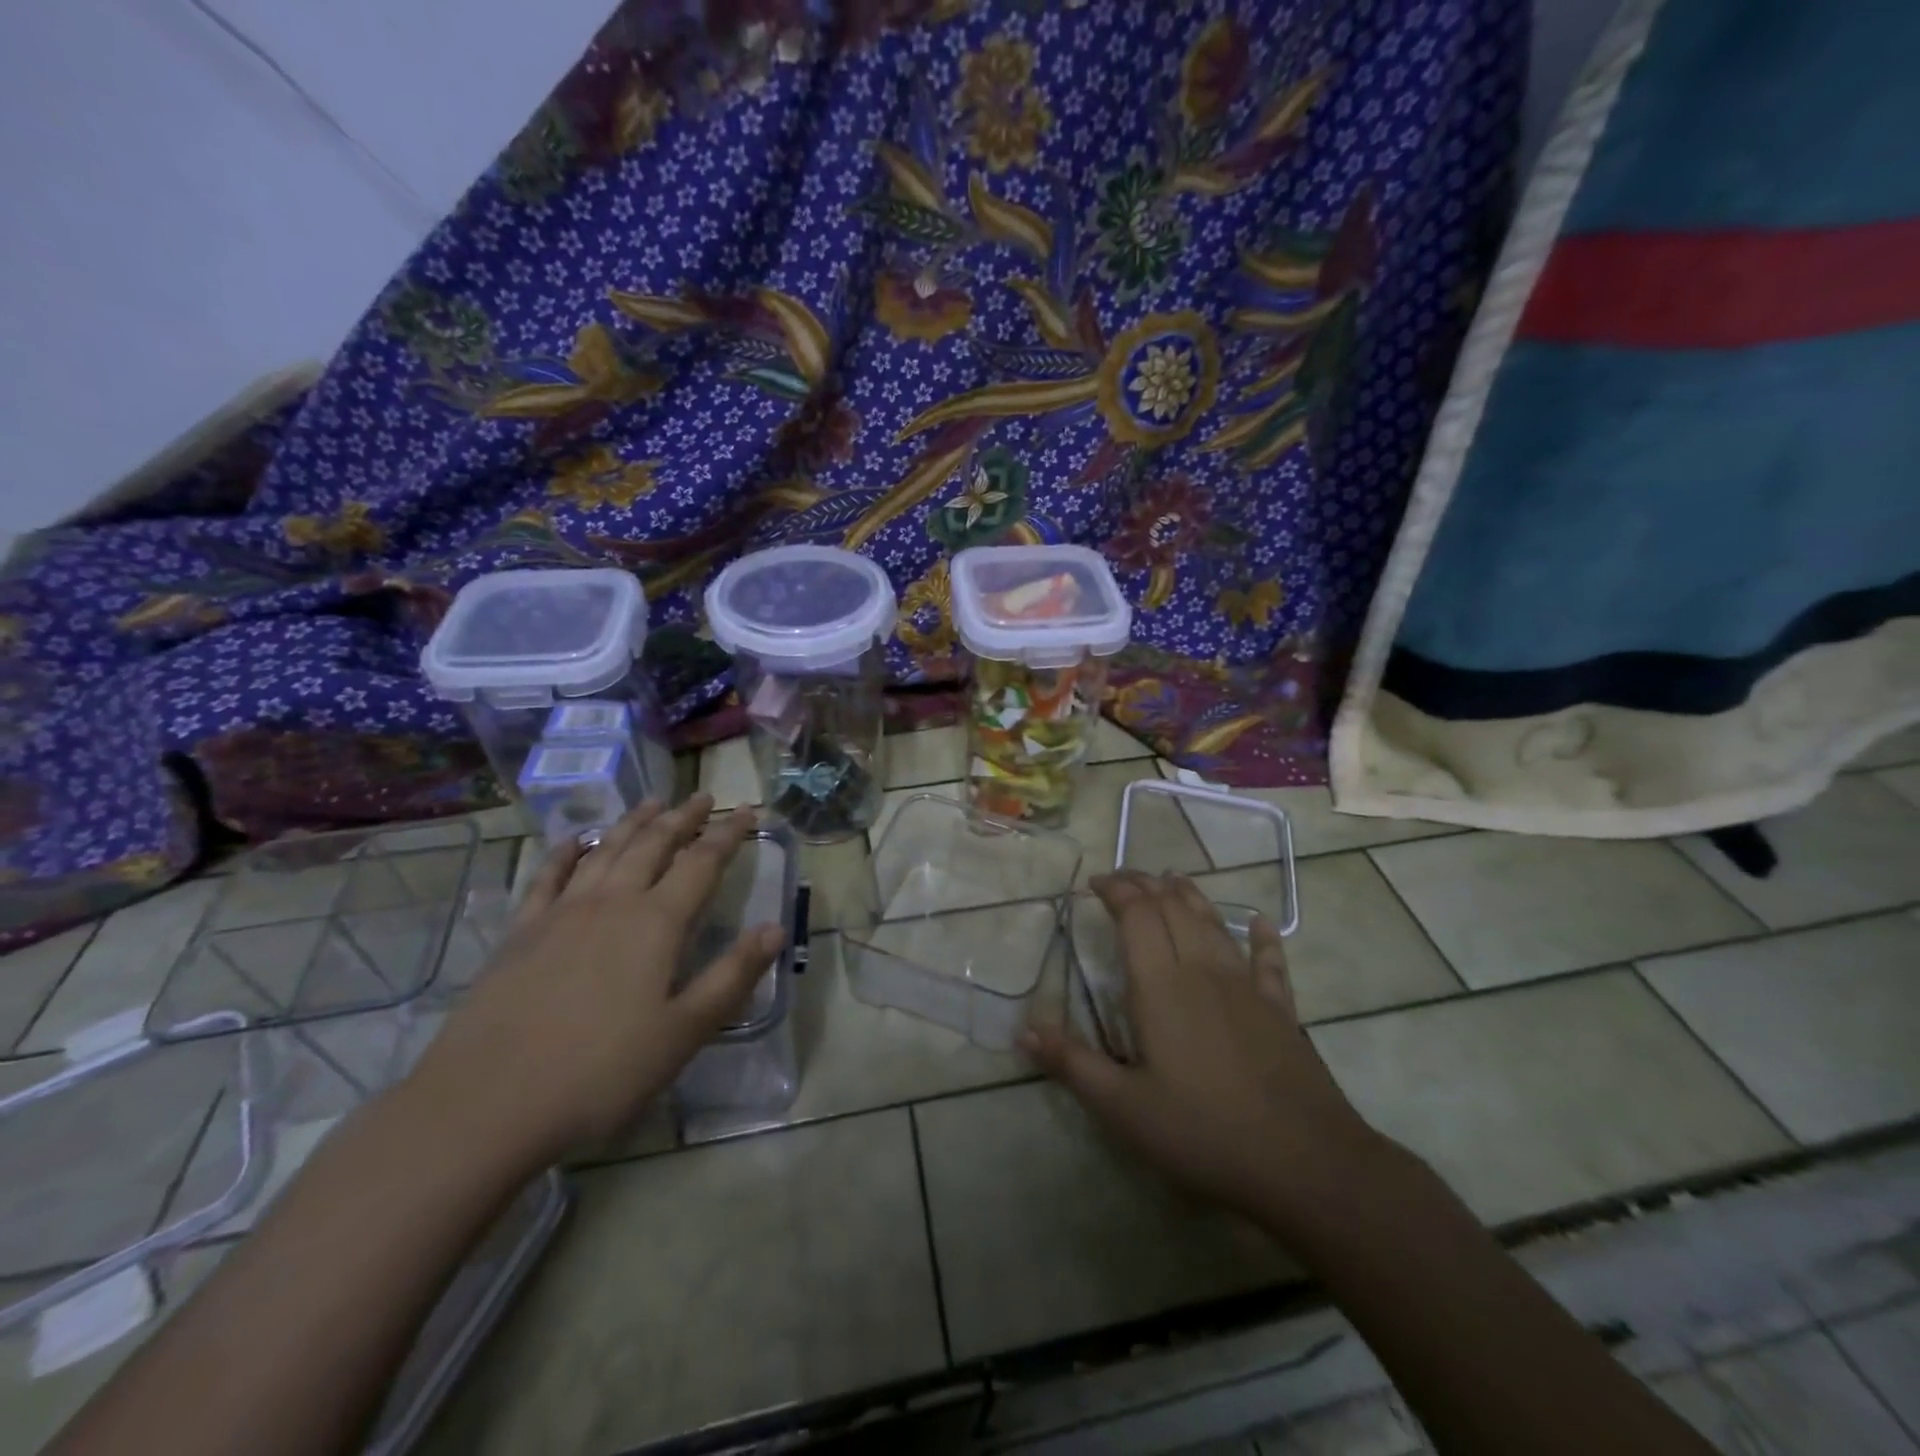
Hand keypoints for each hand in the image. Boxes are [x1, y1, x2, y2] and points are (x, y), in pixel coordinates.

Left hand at [412, 795, 785, 1164]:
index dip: (728, 834)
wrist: (485, 1106)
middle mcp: (611, 903)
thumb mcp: (684, 1032)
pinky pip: (548, 877)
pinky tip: (574, 841)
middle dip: (682, 818)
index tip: (747, 810)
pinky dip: (566, 852)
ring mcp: (560, 914)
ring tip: (651, 802)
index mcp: (657, 923)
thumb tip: (775, 927)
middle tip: (702, 796)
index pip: (702, 863)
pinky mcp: (520, 934)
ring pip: (605, 851)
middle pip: (653, 845)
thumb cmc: (600, 1073)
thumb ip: (733, 976)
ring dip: (632, 823)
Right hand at [1024, 871, 1379, 1229]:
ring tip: (1172, 879)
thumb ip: (1072, 1064)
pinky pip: (1270, 962)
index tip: (1095, 882)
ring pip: (1214, 923)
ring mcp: (1246, 988)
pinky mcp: (1280, 1010)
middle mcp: (1202, 971)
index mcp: (1161, 985)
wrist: (1304, 1163)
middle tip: (1123, 878)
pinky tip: (1260, 922)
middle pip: (1173, 908)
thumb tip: (1023, 1029)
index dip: (1116, 890)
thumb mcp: (1123, 1107)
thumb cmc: (1203, 1133)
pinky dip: (1262, 938)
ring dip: (1190, 896)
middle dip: (1146, 885)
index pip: (1136, 915)